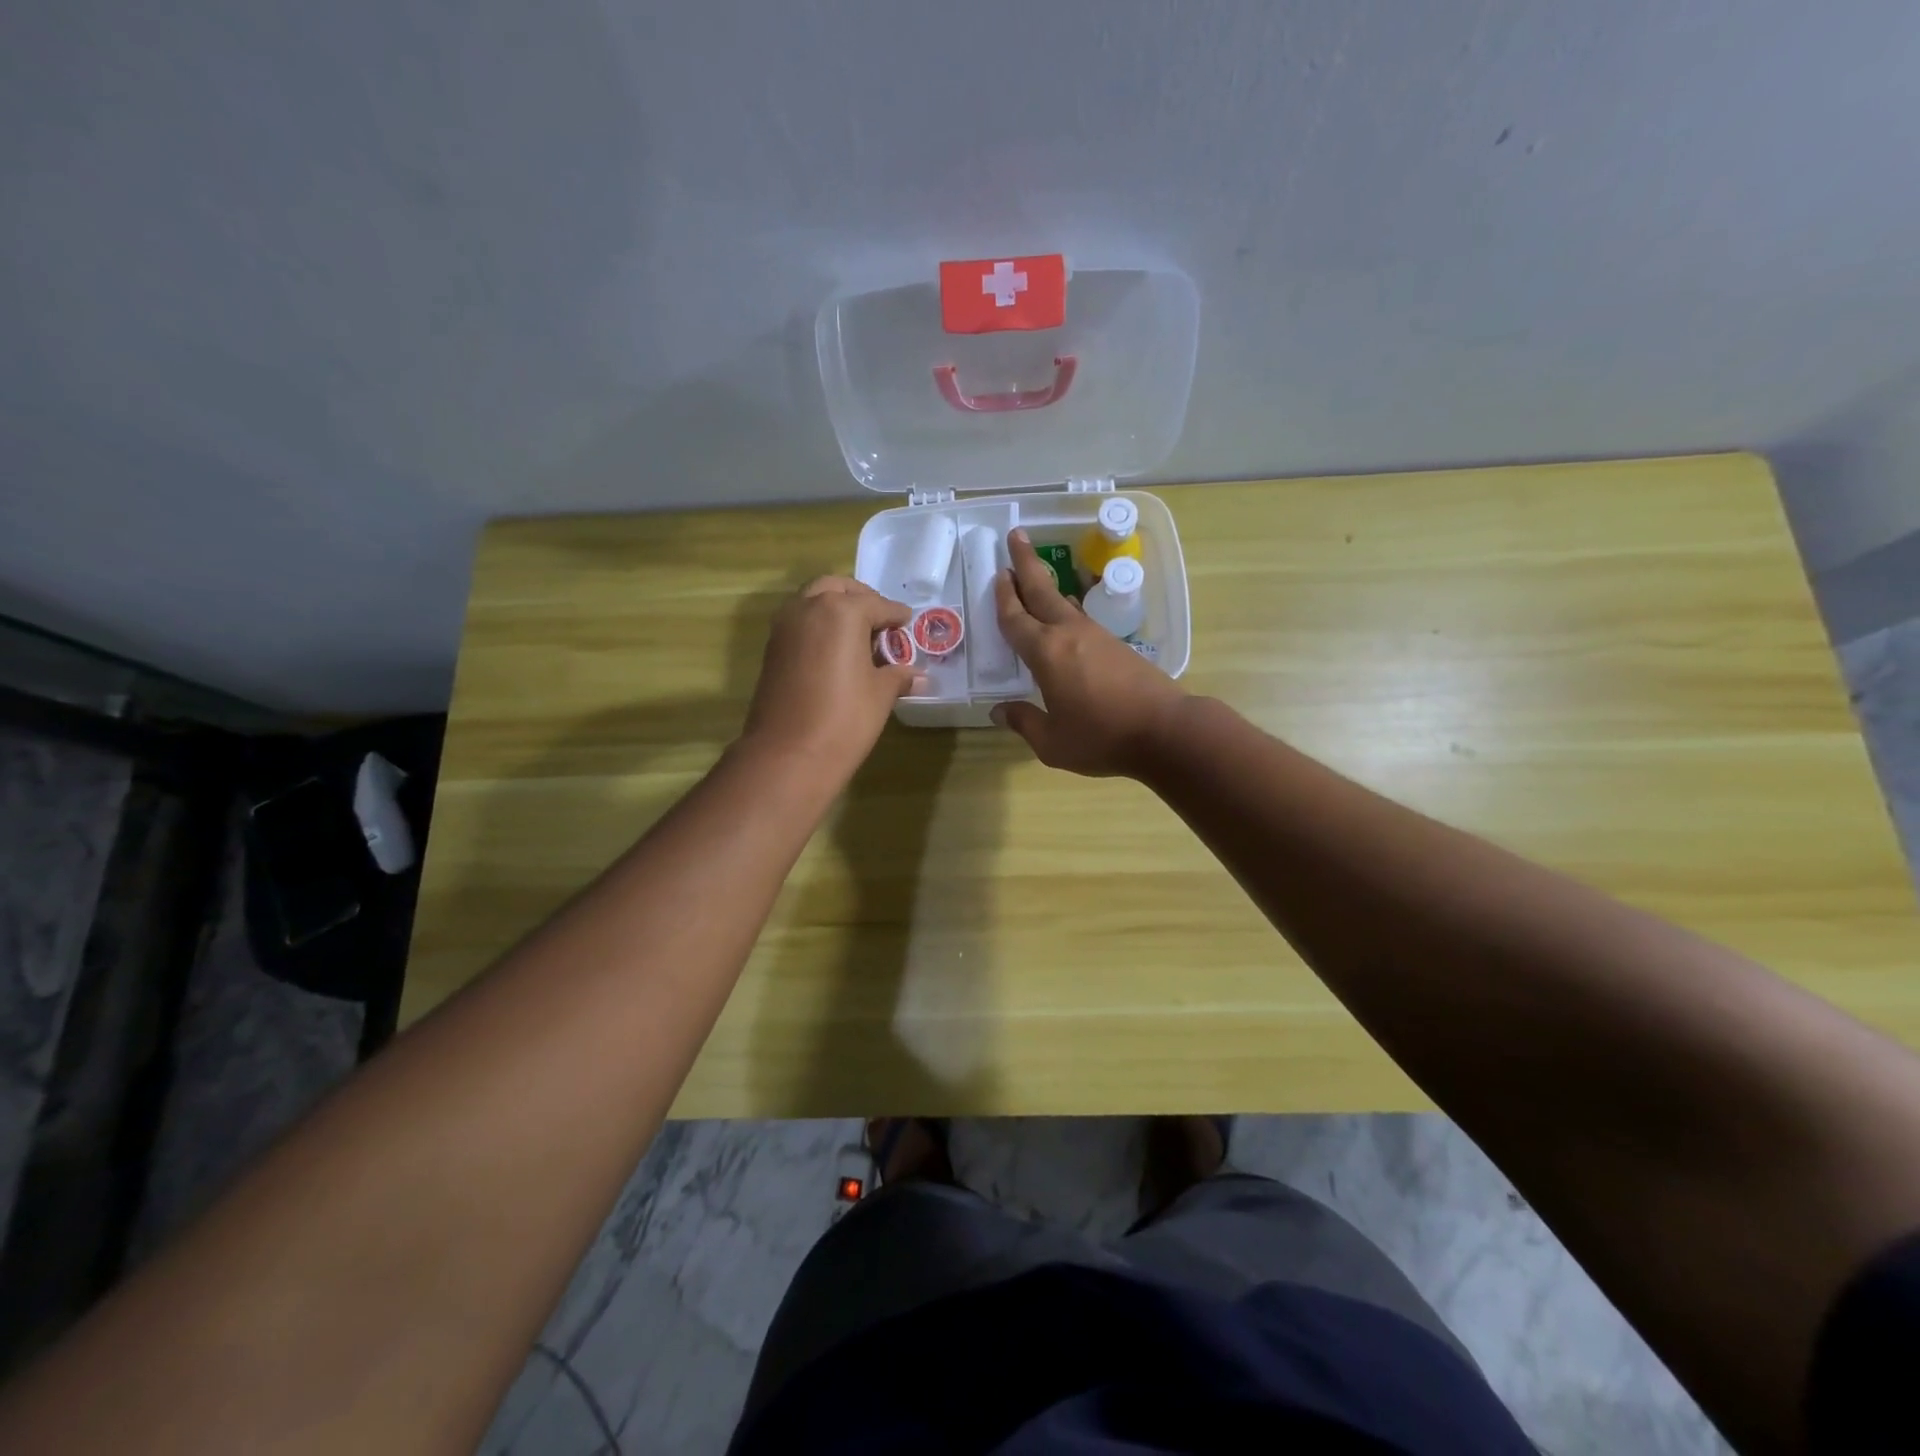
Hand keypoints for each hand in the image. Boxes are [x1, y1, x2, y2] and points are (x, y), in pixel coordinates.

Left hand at [743, 577, 917, 774]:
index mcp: (842, 610)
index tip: (907, 621)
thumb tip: (917, 675)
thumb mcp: (880, 694)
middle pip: (838, 588)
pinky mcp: (772, 648)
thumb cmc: (844, 718)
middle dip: (862, 599)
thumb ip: (897, 675)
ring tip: (859, 637)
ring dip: (836, 609)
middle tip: (880, 621)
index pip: (877, 605)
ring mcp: (785, 627)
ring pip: (813, 601)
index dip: (896, 615)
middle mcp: (809, 607)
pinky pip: (800, 623)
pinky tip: (836, 652)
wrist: (788, 754)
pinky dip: (819, 626)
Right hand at [992, 529, 1186, 776]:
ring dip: (1047, 586)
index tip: (998, 572)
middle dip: (1027, 562)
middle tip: (1016, 535)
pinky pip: (1082, 619)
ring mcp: (1097, 637)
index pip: (1016, 619)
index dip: (1003, 596)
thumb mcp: (1053, 743)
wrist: (1166, 731)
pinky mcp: (1117, 646)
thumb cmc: (1102, 738)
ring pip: (1065, 602)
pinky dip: (1066, 609)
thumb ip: (1024, 723)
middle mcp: (1069, 634)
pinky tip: (1065, 616)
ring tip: (1036, 575)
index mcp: (1046, 653)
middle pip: (1043, 590)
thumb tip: (1000, 711)